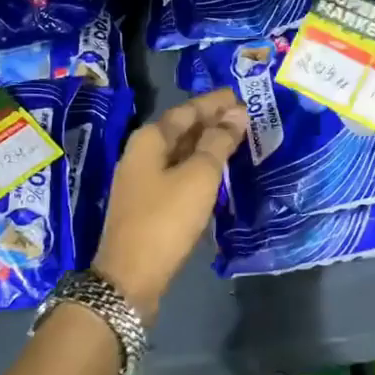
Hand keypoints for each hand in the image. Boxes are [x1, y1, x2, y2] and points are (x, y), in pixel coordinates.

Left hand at [93, 88, 246, 321]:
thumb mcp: (199, 177)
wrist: (130, 278)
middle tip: (245, 116)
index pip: (188, 109)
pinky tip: (217, 171)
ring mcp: (142, 179)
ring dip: (207, 144)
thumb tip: (237, 114)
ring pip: (180, 151)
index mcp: (150, 139)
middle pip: (182, 128)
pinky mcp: (148, 202)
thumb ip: (219, 142)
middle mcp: (142, 153)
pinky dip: (199, 165)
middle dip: (212, 121)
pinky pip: (178, 171)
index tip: (241, 96)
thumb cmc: (166, 220)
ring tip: (237, 139)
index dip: (215, 103)